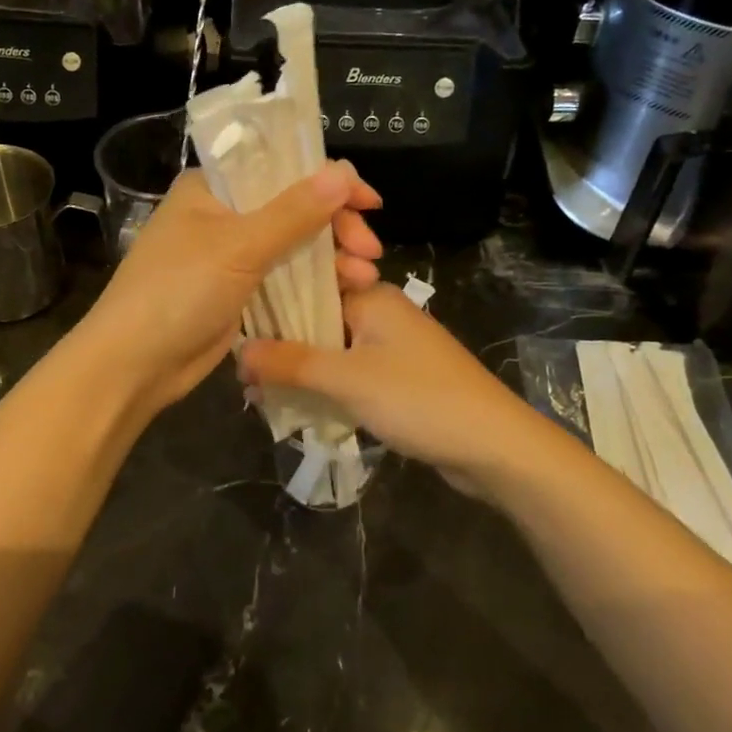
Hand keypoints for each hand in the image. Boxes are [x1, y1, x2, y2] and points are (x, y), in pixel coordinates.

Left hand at [78, 160, 382, 416]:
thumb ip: (293, 212)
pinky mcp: (237, 291)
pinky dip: (314, 282)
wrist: (134, 364)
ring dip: (331, 258)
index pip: (280, 167)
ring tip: (365, 279)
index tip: (369, 202)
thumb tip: (342, 173)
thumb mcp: (238, 247)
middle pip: (293, 207)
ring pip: (293, 245)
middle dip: (336, 227)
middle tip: (370, 251)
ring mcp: (230, 255)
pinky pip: (284, 277)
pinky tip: (345, 292)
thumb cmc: (178, 292)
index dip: (328, 180)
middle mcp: (221, 214)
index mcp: (211, 188)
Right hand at [237, 284, 538, 481]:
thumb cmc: (421, 399)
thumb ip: (292, 363)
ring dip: (300, 370)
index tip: (236, 329)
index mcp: (371, 296)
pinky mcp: (399, 378)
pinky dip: (325, 387)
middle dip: (281, 345)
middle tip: (242, 373)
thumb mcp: (349, 380)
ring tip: (259, 393)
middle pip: (317, 319)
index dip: (270, 306)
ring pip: (332, 350)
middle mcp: (380, 313)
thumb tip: (238, 352)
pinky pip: (350, 374)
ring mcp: (392, 347)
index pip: (308, 284)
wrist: (495, 447)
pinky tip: (297, 406)